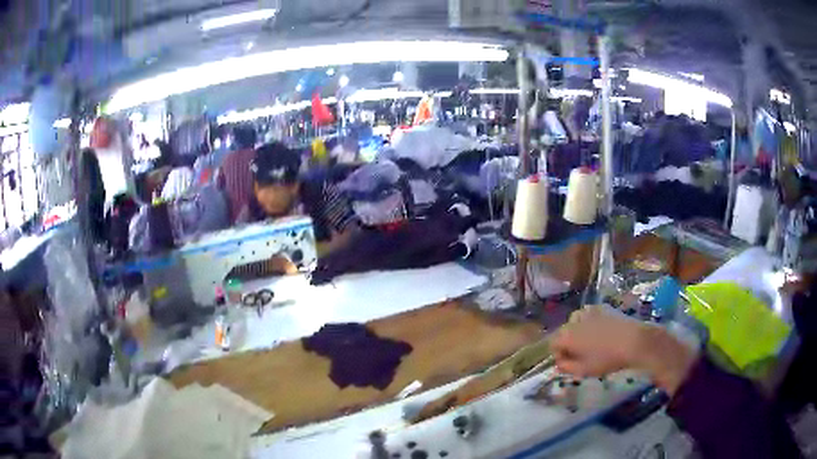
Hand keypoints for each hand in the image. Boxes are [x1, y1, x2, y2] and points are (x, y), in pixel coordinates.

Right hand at [551, 305, 697, 394]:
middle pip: (564, 332)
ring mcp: (590, 311)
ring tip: (590, 343)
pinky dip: (590, 323)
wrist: (634, 341)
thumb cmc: (607, 359)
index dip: (558, 355)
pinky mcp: (603, 307)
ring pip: (576, 322)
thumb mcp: (584, 370)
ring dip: (579, 332)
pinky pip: (590, 315)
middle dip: (569, 343)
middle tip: (580, 356)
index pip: (552, 344)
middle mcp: (575, 319)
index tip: (569, 364)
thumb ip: (566, 367)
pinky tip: (601, 332)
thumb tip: (559, 363)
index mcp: (567, 335)